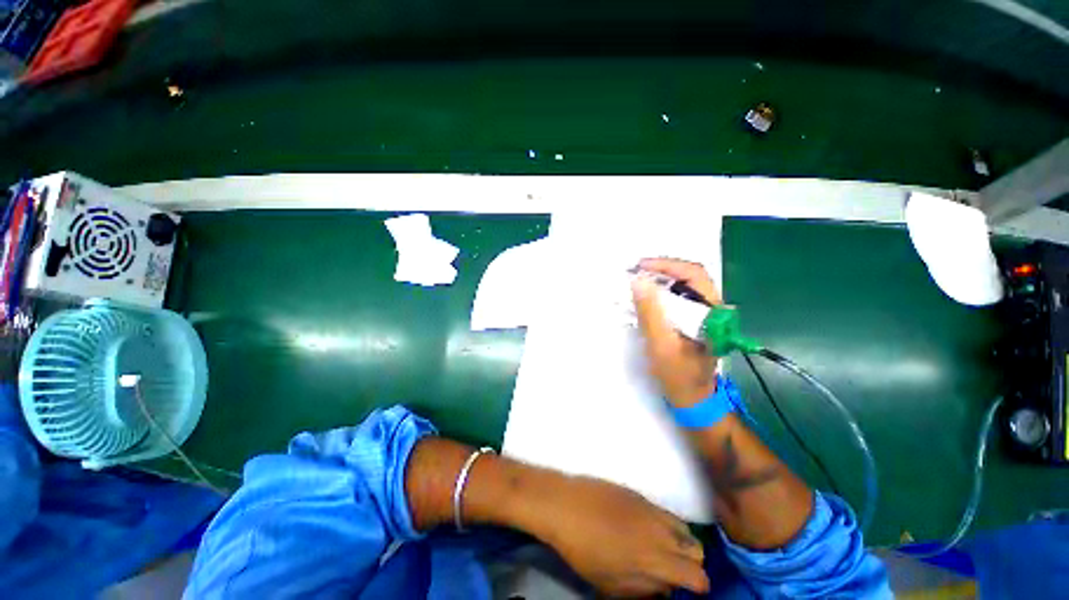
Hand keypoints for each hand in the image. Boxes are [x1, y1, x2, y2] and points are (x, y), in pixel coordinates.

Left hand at [533, 475, 709, 596]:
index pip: (697, 575)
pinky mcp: (637, 493)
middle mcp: (659, 530)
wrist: (565, 504)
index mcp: (655, 559)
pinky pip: (663, 510)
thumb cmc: (584, 549)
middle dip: (691, 562)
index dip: (697, 586)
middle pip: (697, 548)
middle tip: (672, 569)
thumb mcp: (611, 584)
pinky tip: (643, 527)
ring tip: (659, 547)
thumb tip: (666, 587)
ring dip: (680, 541)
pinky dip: (664, 523)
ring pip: (683, 526)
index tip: (687, 590)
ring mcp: (649, 507)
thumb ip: (645, 589)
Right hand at [631, 258, 719, 407]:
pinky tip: (647, 295)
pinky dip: (662, 291)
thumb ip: (650, 313)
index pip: (694, 275)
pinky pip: (680, 297)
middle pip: (690, 276)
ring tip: (639, 279)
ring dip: (661, 279)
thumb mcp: (660, 345)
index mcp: (712, 313)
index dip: (667, 265)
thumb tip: (638, 281)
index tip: (641, 266)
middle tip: (636, 270)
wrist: (693, 399)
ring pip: (685, 285)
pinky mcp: (697, 320)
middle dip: (662, 269)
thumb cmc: (678, 375)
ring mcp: (706, 314)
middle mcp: (713, 309)